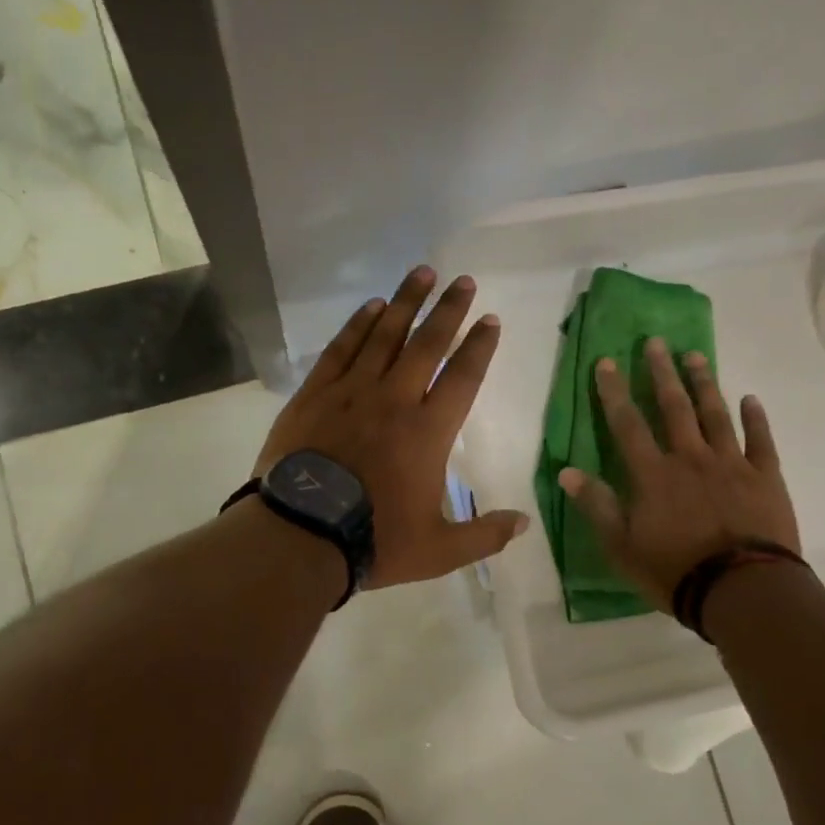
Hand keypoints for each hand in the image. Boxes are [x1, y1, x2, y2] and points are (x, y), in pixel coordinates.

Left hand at [256, 266, 528, 589]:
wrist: (299, 534)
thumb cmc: (374, 541)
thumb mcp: (439, 550)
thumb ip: (485, 535)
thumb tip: (525, 523)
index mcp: (428, 432)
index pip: (463, 377)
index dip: (479, 346)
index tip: (490, 321)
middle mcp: (394, 399)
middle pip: (427, 343)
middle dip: (448, 309)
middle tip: (463, 280)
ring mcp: (351, 392)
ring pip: (384, 335)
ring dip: (405, 302)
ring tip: (422, 273)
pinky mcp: (315, 394)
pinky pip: (341, 349)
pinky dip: (358, 325)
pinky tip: (371, 307)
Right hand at [560, 338, 800, 611]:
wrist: (743, 590)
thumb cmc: (674, 571)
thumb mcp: (621, 546)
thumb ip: (597, 506)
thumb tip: (567, 471)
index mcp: (653, 475)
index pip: (627, 425)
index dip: (614, 392)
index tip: (606, 362)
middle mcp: (690, 459)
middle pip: (674, 408)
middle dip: (661, 373)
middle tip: (656, 342)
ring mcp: (731, 465)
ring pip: (715, 415)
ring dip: (704, 384)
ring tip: (695, 355)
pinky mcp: (765, 478)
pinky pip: (761, 441)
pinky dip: (756, 418)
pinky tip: (751, 398)